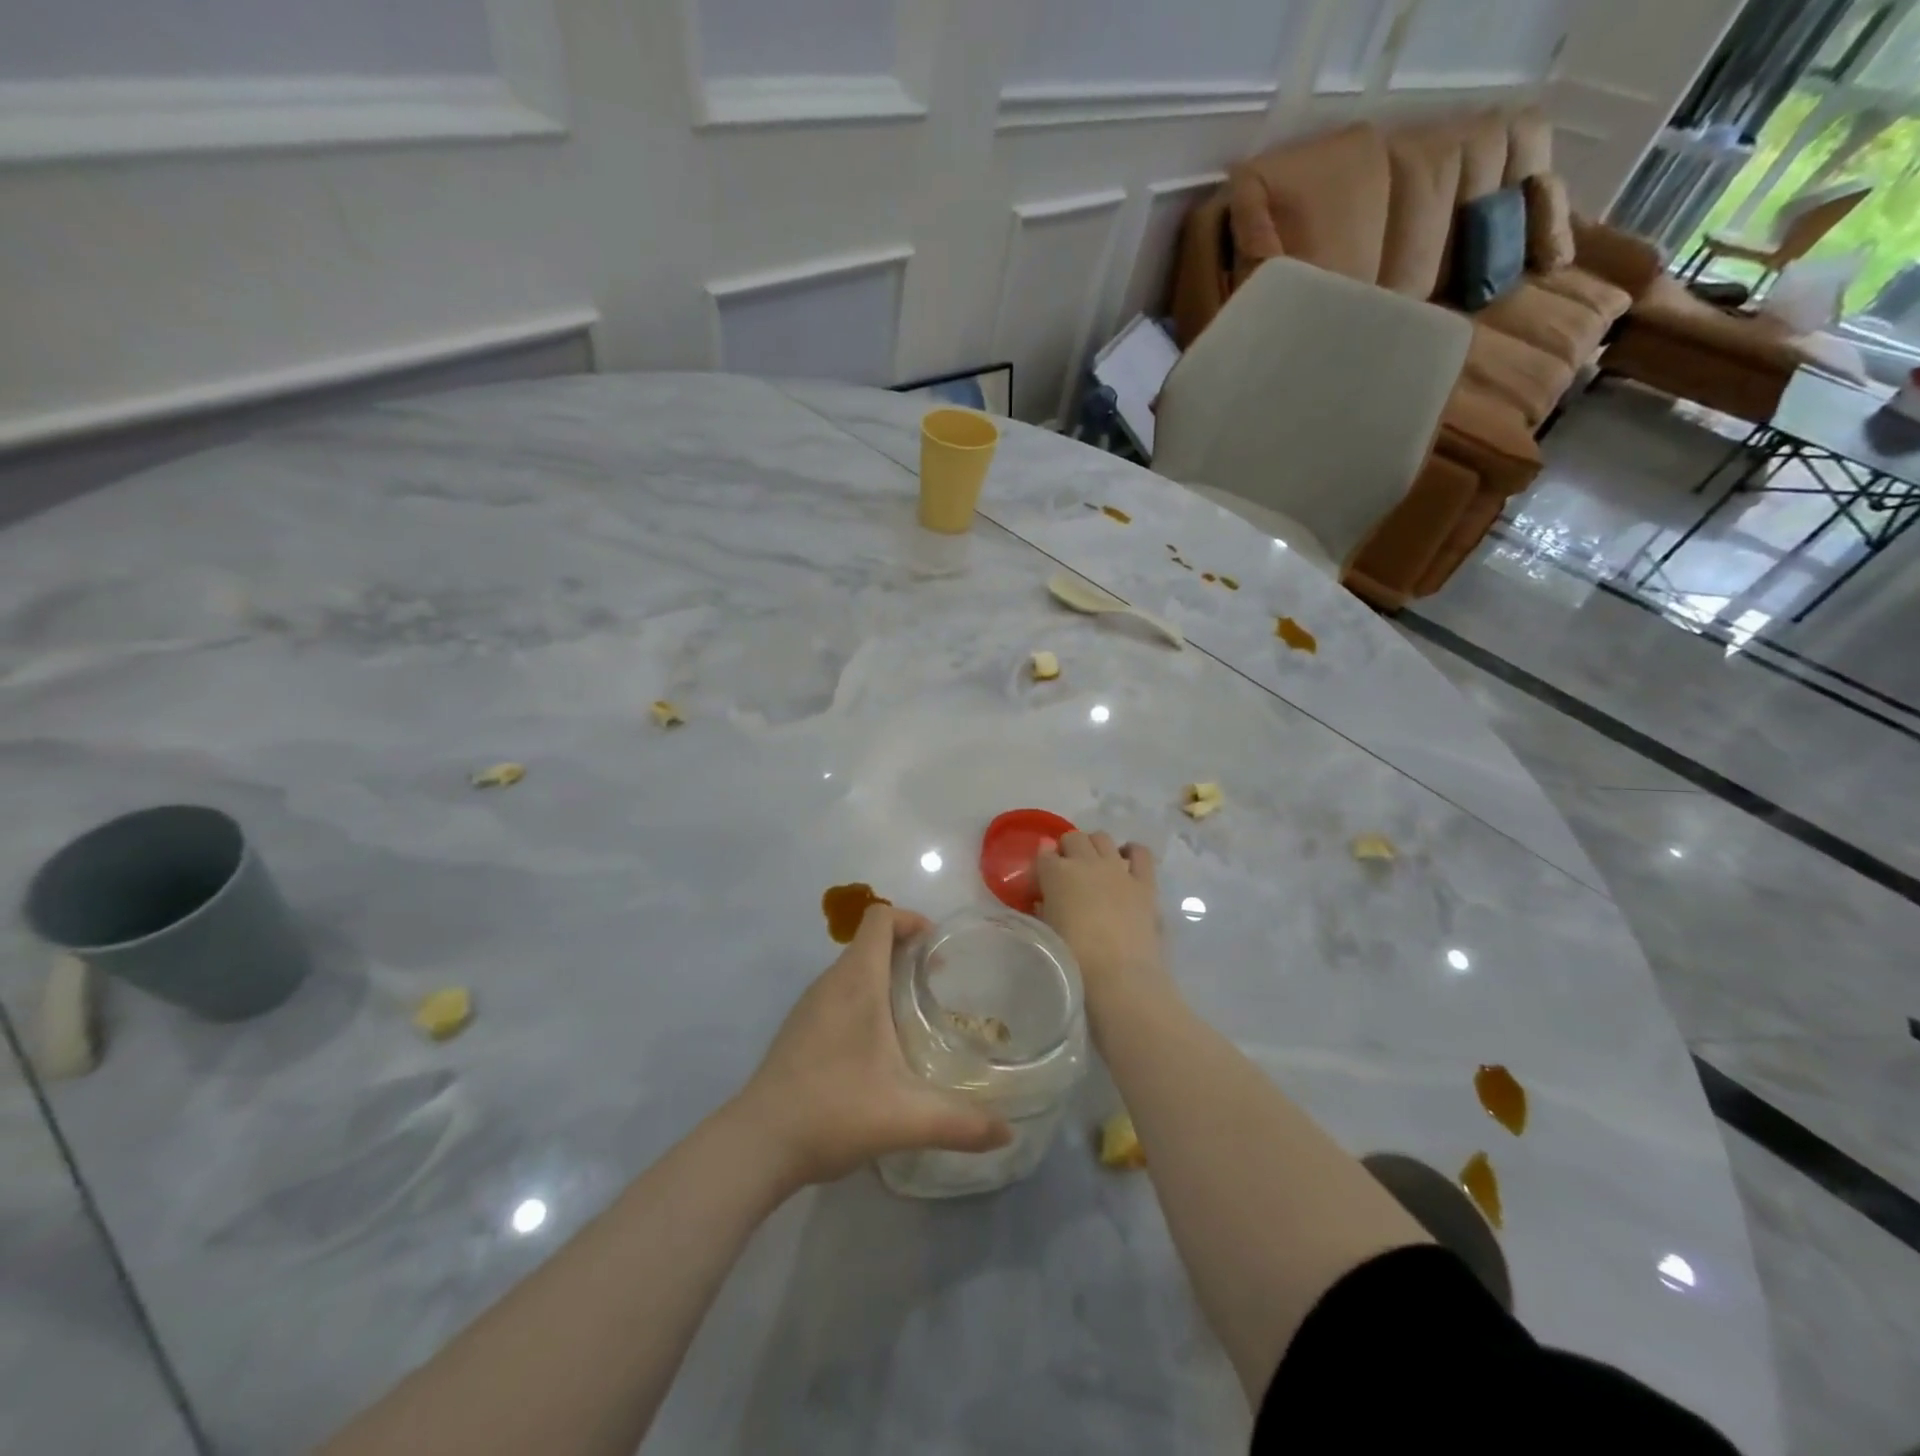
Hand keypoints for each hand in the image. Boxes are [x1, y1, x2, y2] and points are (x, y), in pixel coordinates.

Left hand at [733, 904, 1012, 1188]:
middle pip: (869, 941)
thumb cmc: (833, 1111)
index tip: (937, 948)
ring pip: (853, 970)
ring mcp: (809, 1006)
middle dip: (906, 950)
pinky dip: (864, 998)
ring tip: (914, 1013)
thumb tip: (1008, 1132)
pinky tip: (879, 1046)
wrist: (757, 1144)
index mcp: (856, 981)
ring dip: (884, 975)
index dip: (910, 920)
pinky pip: (838, 994)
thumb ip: (962, 1123)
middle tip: (938, 983)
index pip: (879, 917)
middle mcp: (830, 983)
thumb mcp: (907, 1118)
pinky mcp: (799, 1030)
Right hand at [1034, 832, 1165, 1000]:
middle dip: (1068, 849)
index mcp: (1056, 874)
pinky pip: (1140, 852)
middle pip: (1073, 838)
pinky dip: (1131, 852)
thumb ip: (1045, 906)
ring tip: (1095, 865)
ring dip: (1095, 846)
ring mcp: (1117, 868)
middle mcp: (1086, 862)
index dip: (1044, 863)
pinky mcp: (1144, 881)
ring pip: (1102, 837)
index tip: (1045, 876)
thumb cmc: (1074, 957)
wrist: (1118, 974)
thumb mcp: (1048, 929)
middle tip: (1069, 870)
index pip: (1044, 853)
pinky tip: (1126, 862)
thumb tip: (1045, 900)